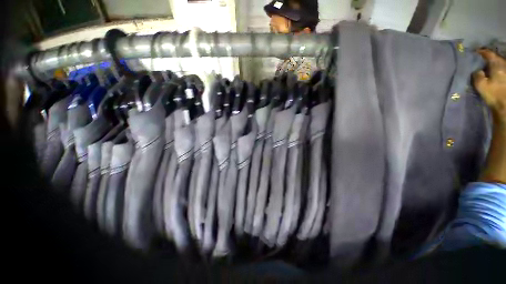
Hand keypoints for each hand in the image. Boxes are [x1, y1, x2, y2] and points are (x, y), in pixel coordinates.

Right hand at [473, 49, 505, 123]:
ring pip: (498, 63)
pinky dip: (494, 68)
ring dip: (491, 64)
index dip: (480, 52)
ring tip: (484, 66)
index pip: (487, 53)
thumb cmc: (494, 94)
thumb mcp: (481, 85)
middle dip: (486, 58)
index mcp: (497, 63)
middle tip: (478, 59)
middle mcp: (503, 64)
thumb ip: (477, 75)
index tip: (473, 52)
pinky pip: (500, 68)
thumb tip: (476, 70)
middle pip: (494, 57)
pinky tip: (490, 72)